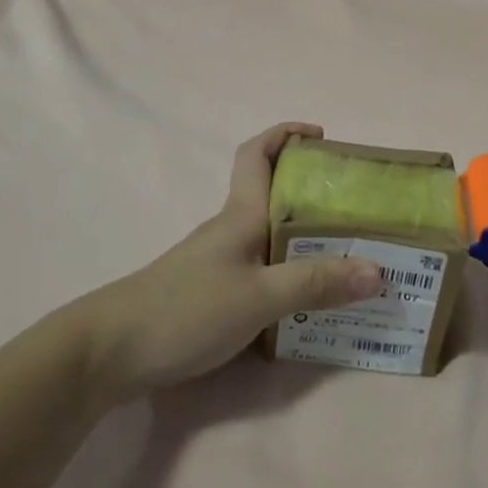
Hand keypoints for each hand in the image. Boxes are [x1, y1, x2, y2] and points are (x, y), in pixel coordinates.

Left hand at [74, 124, 382, 403]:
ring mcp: (218, 261)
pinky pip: (261, 268)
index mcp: (240, 214)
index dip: (286, 134)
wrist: (109, 352)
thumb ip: (316, 283)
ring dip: (305, 237)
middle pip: (272, 195)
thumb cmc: (186, 309)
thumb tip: (377, 270)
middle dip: (313, 193)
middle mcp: (231, 229)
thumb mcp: (259, 296)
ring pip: (269, 235)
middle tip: (357, 210)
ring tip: (346, 257)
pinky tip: (307, 300)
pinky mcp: (211, 292)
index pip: (258, 153)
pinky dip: (288, 272)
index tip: (320, 136)